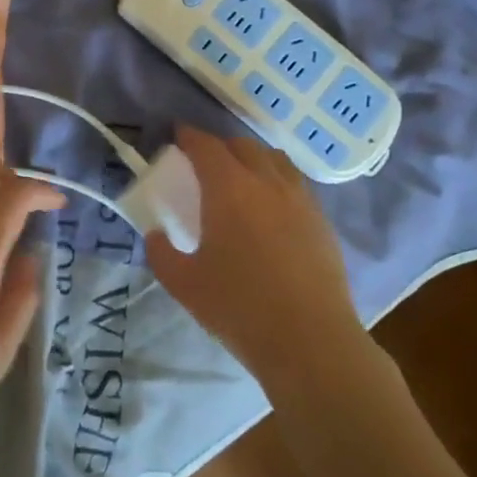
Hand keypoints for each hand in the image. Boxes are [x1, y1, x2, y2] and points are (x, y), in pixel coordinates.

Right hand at [144, 126, 362, 389]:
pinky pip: (295, 184)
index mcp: (229, 189)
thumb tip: (155, 234)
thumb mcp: (184, 284)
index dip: (190, 136)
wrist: (310, 341)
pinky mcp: (321, 221)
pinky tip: (271, 207)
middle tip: (205, 162)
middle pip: (243, 146)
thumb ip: (161, 253)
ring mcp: (300, 200)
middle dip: (220, 146)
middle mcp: (266, 182)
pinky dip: (277, 181)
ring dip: (253, 159)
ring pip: (275, 160)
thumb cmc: (239, 308)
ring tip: (242, 177)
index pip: (206, 146)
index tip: (178, 135)